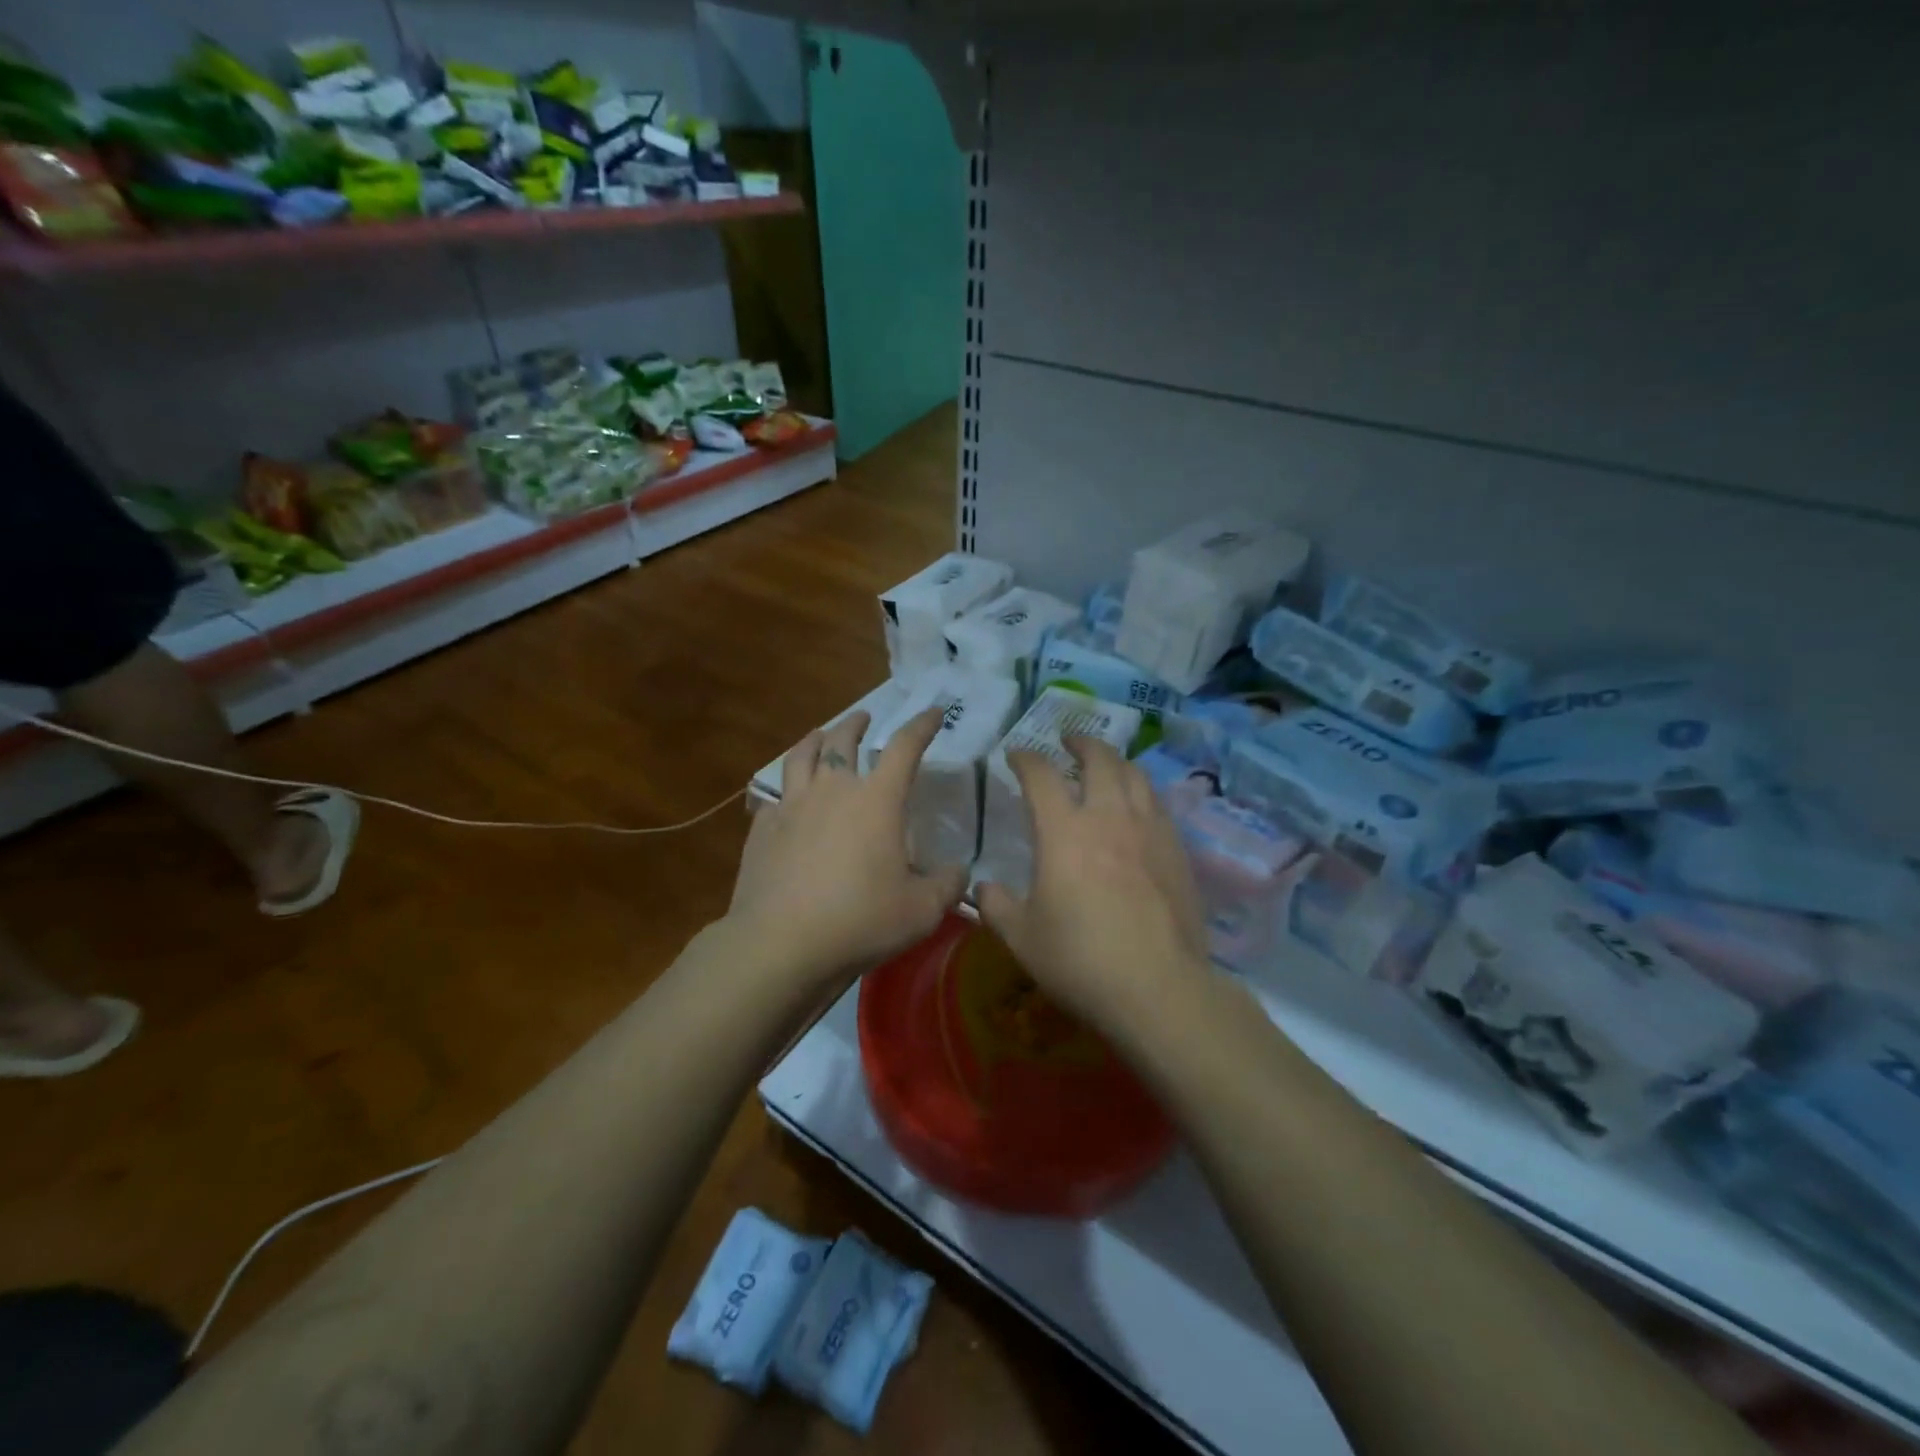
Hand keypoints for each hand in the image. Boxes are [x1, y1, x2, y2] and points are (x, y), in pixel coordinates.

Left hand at [727, 708, 969, 986]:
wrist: (780, 944)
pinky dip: (786, 793)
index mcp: (876, 800)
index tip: (934, 712)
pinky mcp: (761, 830)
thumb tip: (961, 872)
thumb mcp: (922, 911)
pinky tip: (787, 804)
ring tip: (818, 735)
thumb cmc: (861, 921)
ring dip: (814, 740)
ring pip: (801, 757)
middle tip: (863, 718)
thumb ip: (947, 885)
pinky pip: (775, 799)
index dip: (922, 725)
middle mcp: (832, 790)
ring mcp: (791, 807)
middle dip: (856, 724)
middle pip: (842, 740)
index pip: (905, 747)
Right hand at [977, 736, 1210, 1037]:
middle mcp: (1109, 817)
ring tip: (1105, 765)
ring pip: (1136, 775)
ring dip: (1115, 761)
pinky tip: (1138, 807)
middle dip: (1080, 743)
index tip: (1015, 756)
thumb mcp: (1022, 938)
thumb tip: (983, 887)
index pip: (1041, 776)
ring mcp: (1150, 831)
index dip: (1025, 759)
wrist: (1158, 988)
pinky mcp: (1178, 851)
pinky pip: (1159, 805)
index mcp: (1064, 832)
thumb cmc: (1080, 961)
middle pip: (1099, 759)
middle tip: (1068, 742)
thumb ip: (996, 906)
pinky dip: (1141, 792)